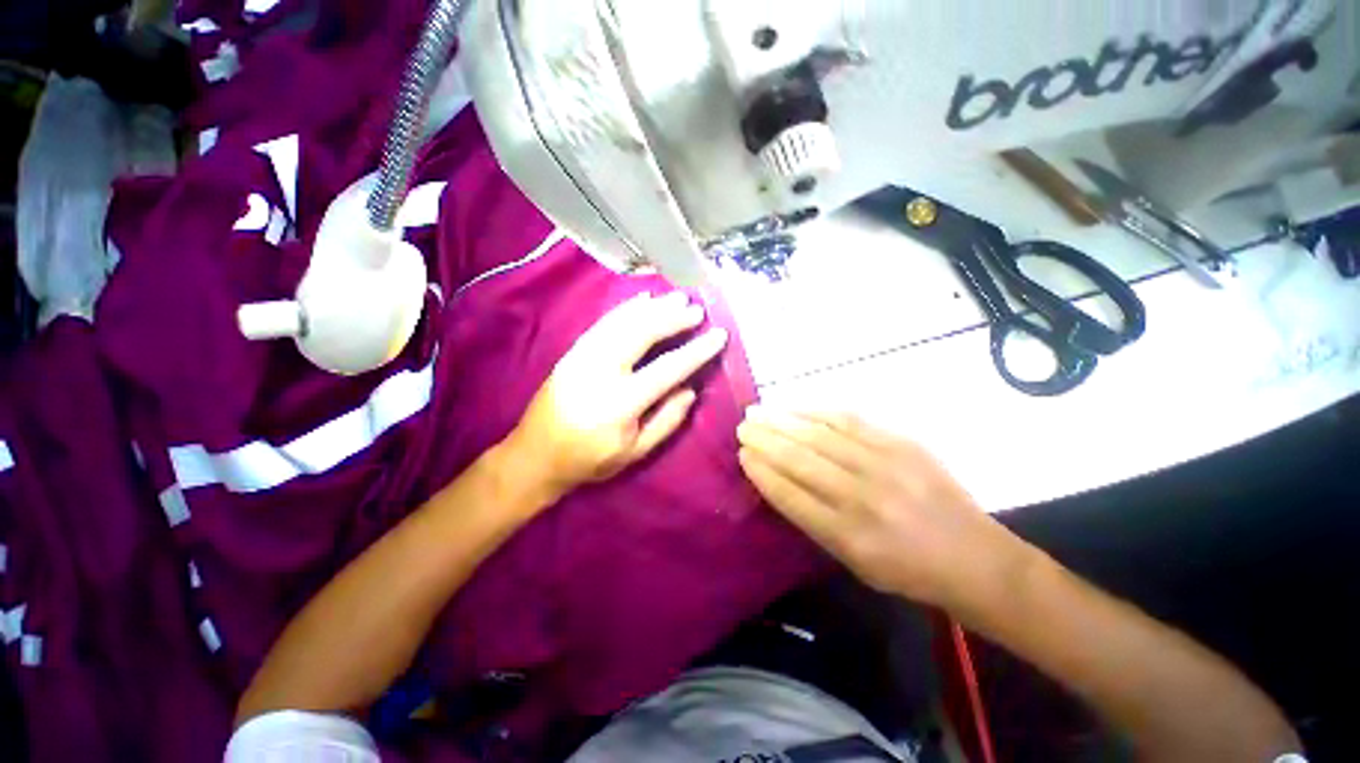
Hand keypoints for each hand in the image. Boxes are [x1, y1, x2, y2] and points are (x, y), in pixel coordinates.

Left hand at [506, 291, 728, 500]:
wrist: (535, 456)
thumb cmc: (589, 460)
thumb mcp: (634, 452)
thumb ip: (666, 420)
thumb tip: (690, 389)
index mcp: (620, 403)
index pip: (666, 369)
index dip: (696, 351)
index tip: (718, 335)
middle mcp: (600, 372)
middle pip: (641, 334)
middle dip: (673, 318)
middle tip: (697, 310)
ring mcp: (582, 357)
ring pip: (621, 322)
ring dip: (652, 308)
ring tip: (677, 298)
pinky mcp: (572, 352)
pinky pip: (602, 323)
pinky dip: (625, 309)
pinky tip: (642, 301)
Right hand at [737, 409, 1026, 606]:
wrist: (974, 558)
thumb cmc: (907, 570)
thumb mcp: (854, 563)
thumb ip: (814, 522)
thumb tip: (778, 481)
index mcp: (848, 537)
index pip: (790, 495)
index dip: (762, 472)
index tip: (742, 455)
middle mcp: (862, 498)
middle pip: (800, 460)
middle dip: (765, 440)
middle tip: (742, 426)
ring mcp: (884, 465)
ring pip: (820, 436)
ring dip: (783, 421)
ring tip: (759, 412)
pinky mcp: (902, 443)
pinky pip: (850, 421)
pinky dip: (816, 412)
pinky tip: (796, 408)